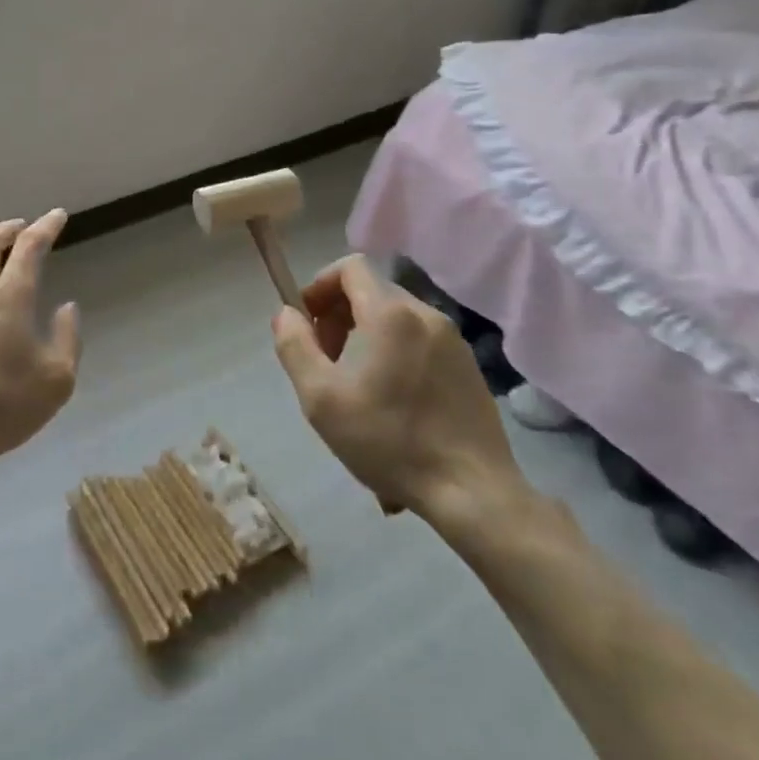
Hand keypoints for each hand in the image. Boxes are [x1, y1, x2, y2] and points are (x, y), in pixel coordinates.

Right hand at [271, 255, 524, 531]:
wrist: (472, 492)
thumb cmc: (387, 440)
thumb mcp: (319, 397)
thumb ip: (294, 345)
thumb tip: (287, 314)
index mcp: (389, 314)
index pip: (350, 267)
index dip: (320, 286)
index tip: (307, 323)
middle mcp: (425, 314)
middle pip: (371, 292)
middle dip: (339, 316)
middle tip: (327, 361)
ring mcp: (453, 341)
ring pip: (396, 318)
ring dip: (366, 337)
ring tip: (357, 386)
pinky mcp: (469, 367)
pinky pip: (420, 342)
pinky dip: (396, 353)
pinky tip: (392, 402)